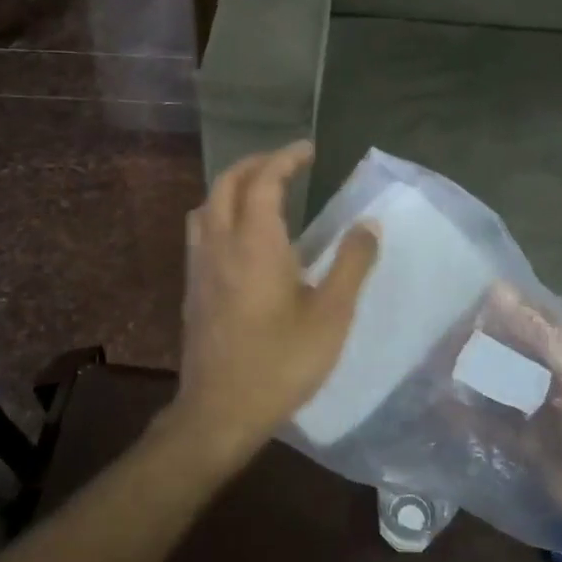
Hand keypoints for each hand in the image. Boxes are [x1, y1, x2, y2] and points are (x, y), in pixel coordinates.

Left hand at [170, 142, 378, 463]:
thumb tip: (368, 224)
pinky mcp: (193, 288)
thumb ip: (351, 264)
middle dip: (255, 165)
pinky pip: (201, 231)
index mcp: (255, 243)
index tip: (308, 150)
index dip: (285, 159)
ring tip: (261, 193)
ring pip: (207, 205)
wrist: (219, 411)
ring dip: (232, 187)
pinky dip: (220, 213)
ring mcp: (200, 266)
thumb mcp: (332, 316)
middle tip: (286, 164)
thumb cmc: (281, 363)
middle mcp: (220, 244)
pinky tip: (242, 239)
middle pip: (226, 183)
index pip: (264, 180)